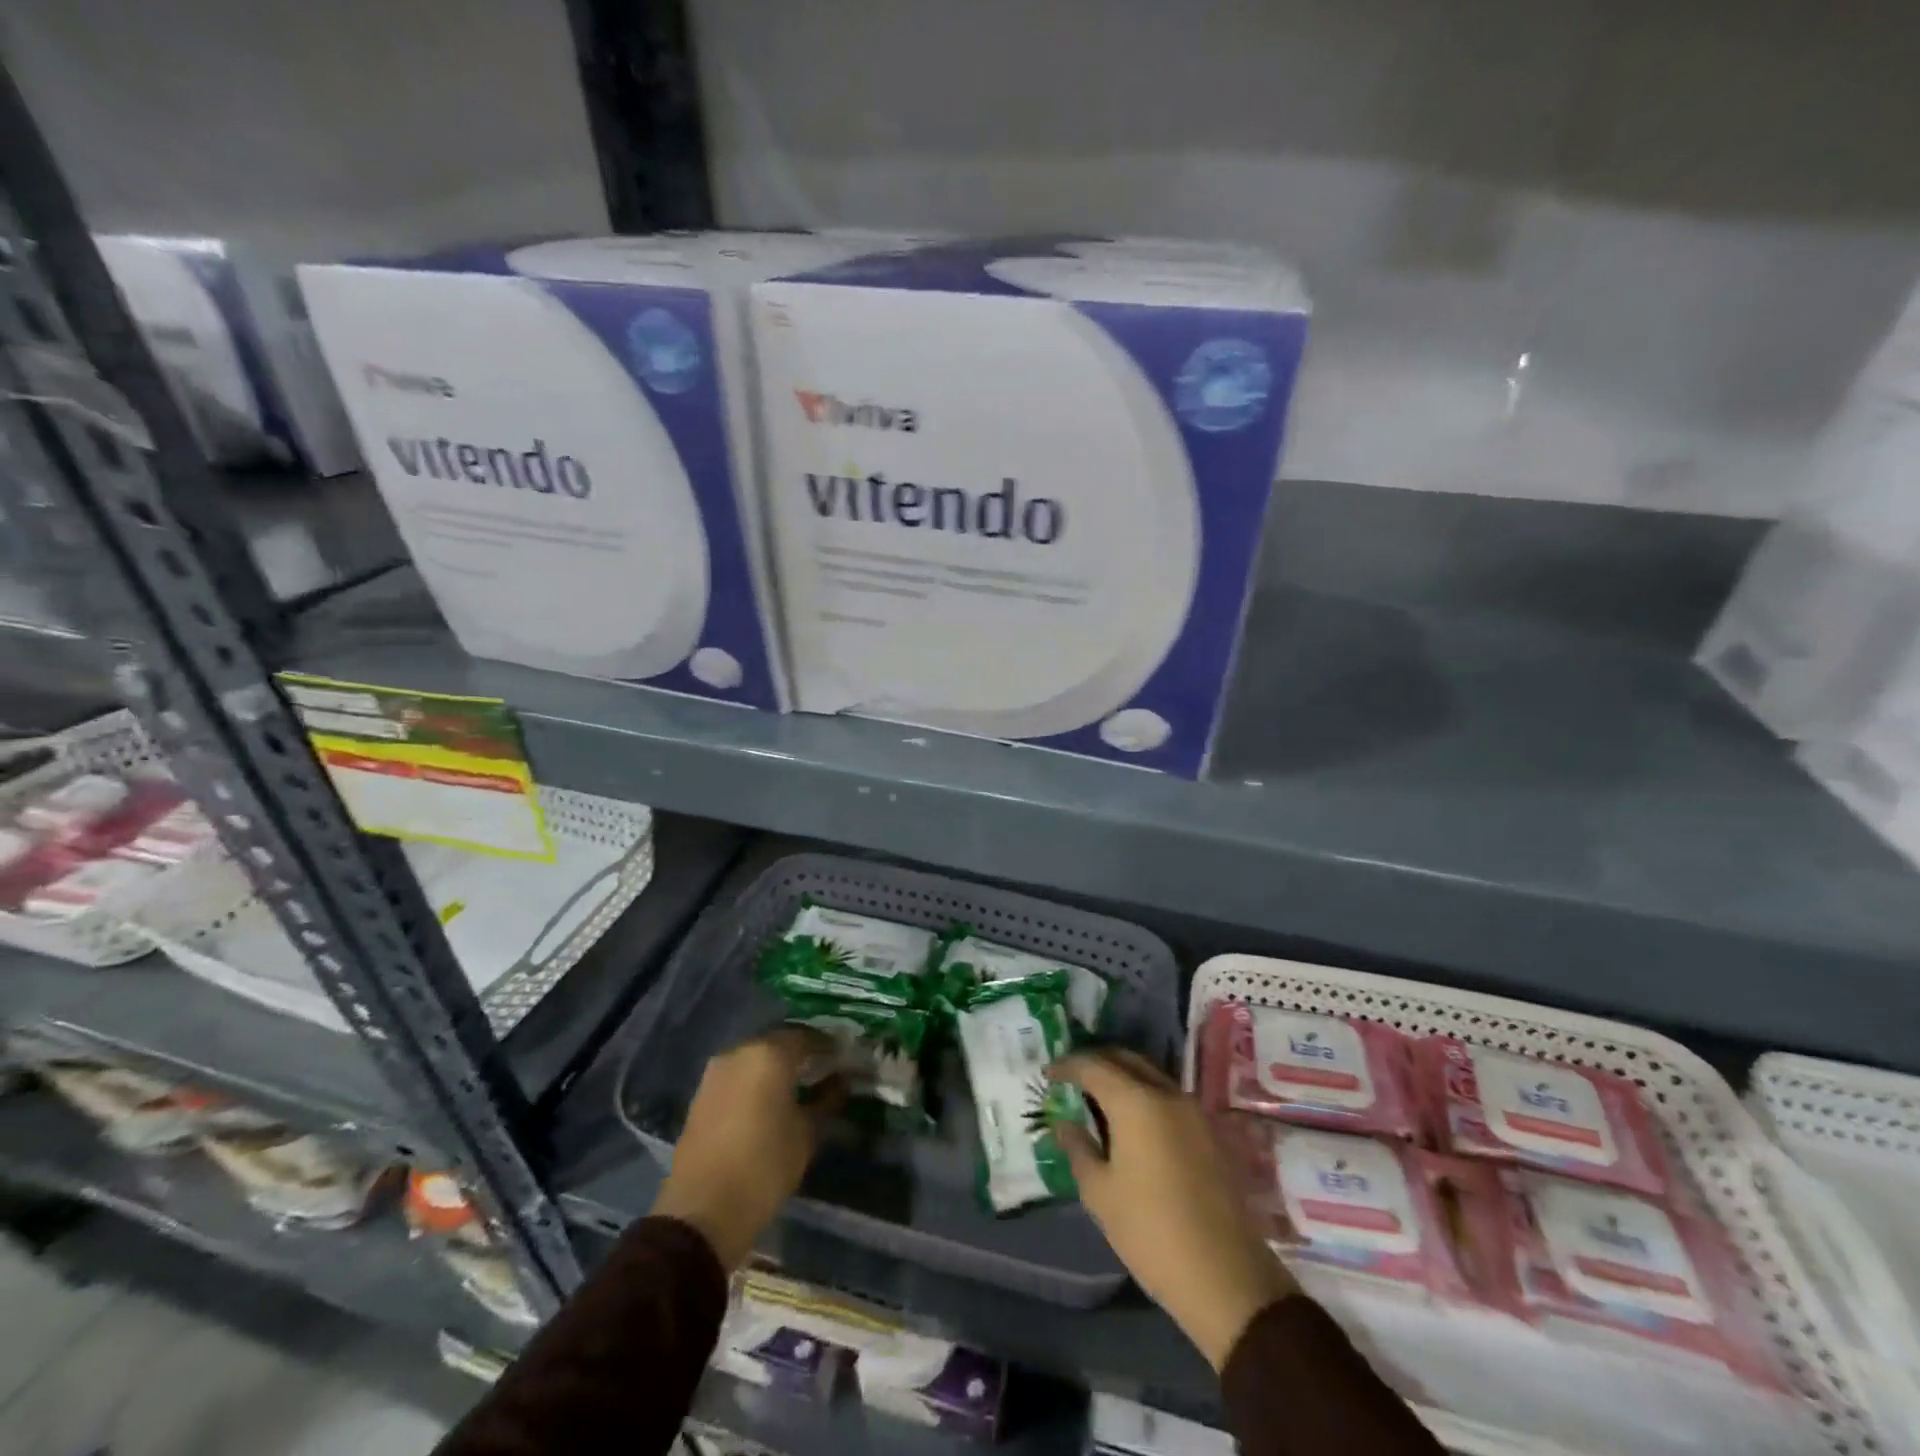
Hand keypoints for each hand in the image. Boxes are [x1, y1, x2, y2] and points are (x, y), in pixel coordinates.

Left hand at [651, 1027, 841, 1270]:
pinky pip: (736, 1078)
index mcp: (769, 1054)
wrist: (702, 1211)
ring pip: (754, 1060)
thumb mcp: (806, 1134)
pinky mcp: (700, 1096)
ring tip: (796, 1089)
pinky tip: (767, 1104)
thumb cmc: (764, 1166)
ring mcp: (715, 1073)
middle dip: (800, 1055)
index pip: (806, 1037)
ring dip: (775, 1068)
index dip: (827, 1046)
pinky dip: (754, 1083)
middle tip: (821, 1072)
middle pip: (778, 1044)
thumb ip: (826, 1101)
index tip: (842, 1059)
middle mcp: (739, 1053)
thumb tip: (841, 1082)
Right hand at [1050, 1049, 1297, 1369]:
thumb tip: (1064, 1123)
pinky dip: (1143, 1096)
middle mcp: (1167, 1094)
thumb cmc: (1151, 1232)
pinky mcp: (1210, 1132)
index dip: (1067, 1065)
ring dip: (1122, 1078)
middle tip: (1071, 1079)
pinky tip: (1130, 1123)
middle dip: (1096, 1063)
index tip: (1048, 1074)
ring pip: (1150, 1076)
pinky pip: (1167, 1097)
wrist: (1227, 1278)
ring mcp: (1194, 1111)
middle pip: (1126, 1060)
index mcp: (1136, 1102)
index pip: (1093, 1066)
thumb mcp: (1100, 1194)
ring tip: (1098, 1100)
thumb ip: (1078, 1148)